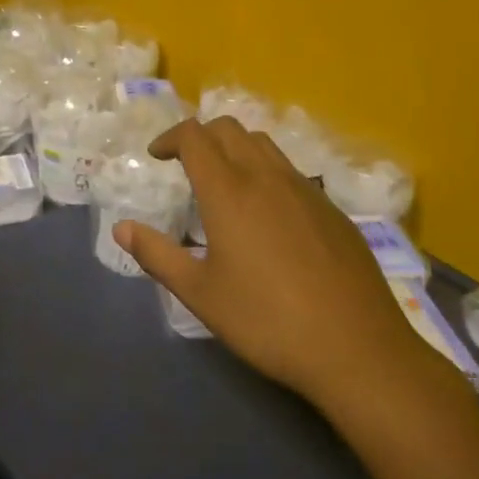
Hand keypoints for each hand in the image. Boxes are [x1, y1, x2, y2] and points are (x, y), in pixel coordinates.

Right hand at [114, 117, 427, 407]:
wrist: (357, 350)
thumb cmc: (268, 321)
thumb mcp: (201, 294)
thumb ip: (157, 255)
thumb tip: (121, 228)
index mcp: (228, 191)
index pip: (194, 136)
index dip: (170, 137)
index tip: (157, 156)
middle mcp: (266, 177)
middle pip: (229, 129)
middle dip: (201, 136)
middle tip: (185, 164)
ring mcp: (304, 190)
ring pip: (263, 144)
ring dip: (235, 148)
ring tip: (224, 181)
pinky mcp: (332, 210)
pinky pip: (291, 172)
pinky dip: (266, 172)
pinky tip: (268, 215)